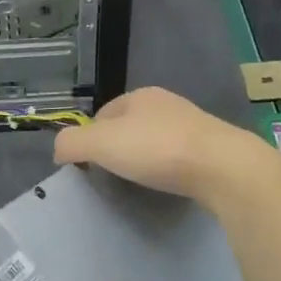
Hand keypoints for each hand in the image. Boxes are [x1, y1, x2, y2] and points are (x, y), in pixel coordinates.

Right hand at [54, 86, 263, 199]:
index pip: (103, 113)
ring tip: (139, 183)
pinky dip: (168, 169)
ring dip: (145, 158)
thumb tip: (58, 150)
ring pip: (156, 140)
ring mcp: (193, 125)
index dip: (90, 137)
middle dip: (119, 148)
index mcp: (139, 95)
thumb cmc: (157, 149)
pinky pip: (179, 157)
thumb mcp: (101, 144)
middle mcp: (166, 104)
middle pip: (130, 126)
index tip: (89, 165)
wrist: (223, 167)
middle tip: (112, 176)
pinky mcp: (212, 149)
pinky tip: (168, 184)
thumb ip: (72, 143)